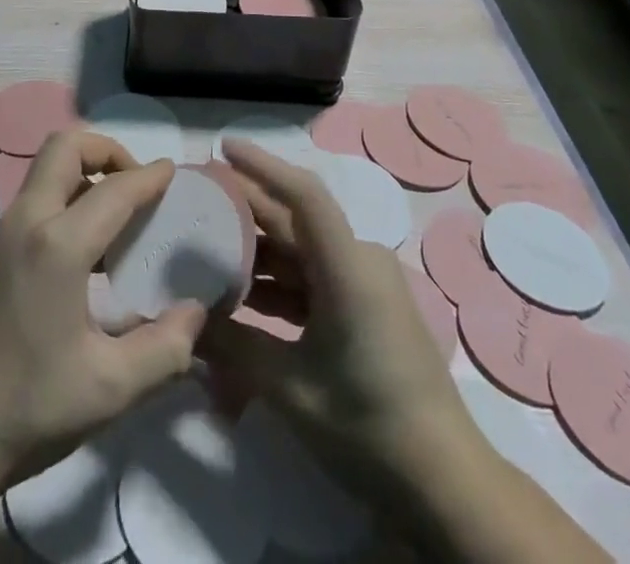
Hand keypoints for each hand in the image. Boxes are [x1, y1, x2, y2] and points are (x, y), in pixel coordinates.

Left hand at [0, 131, 207, 488]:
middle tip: (136, 185)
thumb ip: (164, 348)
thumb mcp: (108, 389)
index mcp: (58, 243)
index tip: (174, 173)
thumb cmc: (25, 408)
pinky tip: (88, 252)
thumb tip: (196, 312)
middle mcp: (27, 221)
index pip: (115, 189)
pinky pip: (36, 199)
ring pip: (47, 169)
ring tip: (119, 217)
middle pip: (66, 146)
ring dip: (85, 173)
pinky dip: (67, 198)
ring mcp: (3, 234)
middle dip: (107, 151)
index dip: (150, 177)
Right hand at [198, 139, 463, 485]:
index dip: (262, 165)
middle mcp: (359, 261)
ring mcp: (364, 284)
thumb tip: (184, 324)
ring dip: (257, 253)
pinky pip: (313, 279)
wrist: (444, 483)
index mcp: (348, 267)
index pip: (303, 195)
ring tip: (204, 250)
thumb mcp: (292, 389)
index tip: (223, 147)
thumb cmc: (368, 426)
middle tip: (195, 202)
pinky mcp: (364, 308)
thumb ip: (234, 348)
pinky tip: (240, 297)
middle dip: (245, 210)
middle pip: (295, 221)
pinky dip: (278, 284)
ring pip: (301, 252)